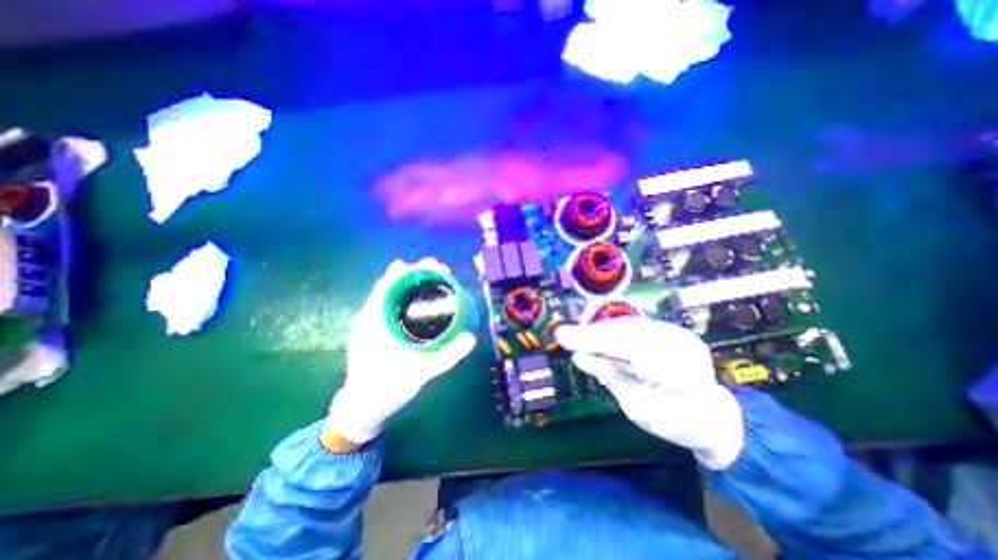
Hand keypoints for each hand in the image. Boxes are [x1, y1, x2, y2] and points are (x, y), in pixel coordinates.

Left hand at [327, 259, 476, 445]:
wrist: (360, 410)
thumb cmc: (385, 390)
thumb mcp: (419, 374)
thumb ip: (446, 357)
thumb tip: (472, 338)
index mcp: (373, 321)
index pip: (390, 284)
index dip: (410, 270)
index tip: (432, 264)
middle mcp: (369, 317)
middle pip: (392, 285)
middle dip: (415, 273)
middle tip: (440, 270)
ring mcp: (369, 324)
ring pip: (391, 295)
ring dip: (411, 284)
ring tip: (433, 279)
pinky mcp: (374, 331)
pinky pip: (390, 306)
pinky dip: (406, 297)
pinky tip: (419, 301)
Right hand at [557, 318, 744, 470]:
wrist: (714, 416)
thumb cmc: (677, 423)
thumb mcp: (639, 410)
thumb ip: (611, 379)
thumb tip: (580, 358)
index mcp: (676, 370)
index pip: (625, 346)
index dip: (591, 339)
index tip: (563, 336)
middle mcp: (678, 343)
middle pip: (625, 331)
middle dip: (591, 333)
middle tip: (564, 335)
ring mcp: (676, 333)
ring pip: (627, 324)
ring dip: (599, 330)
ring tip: (577, 337)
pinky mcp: (669, 330)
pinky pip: (634, 326)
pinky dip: (611, 331)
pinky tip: (597, 336)